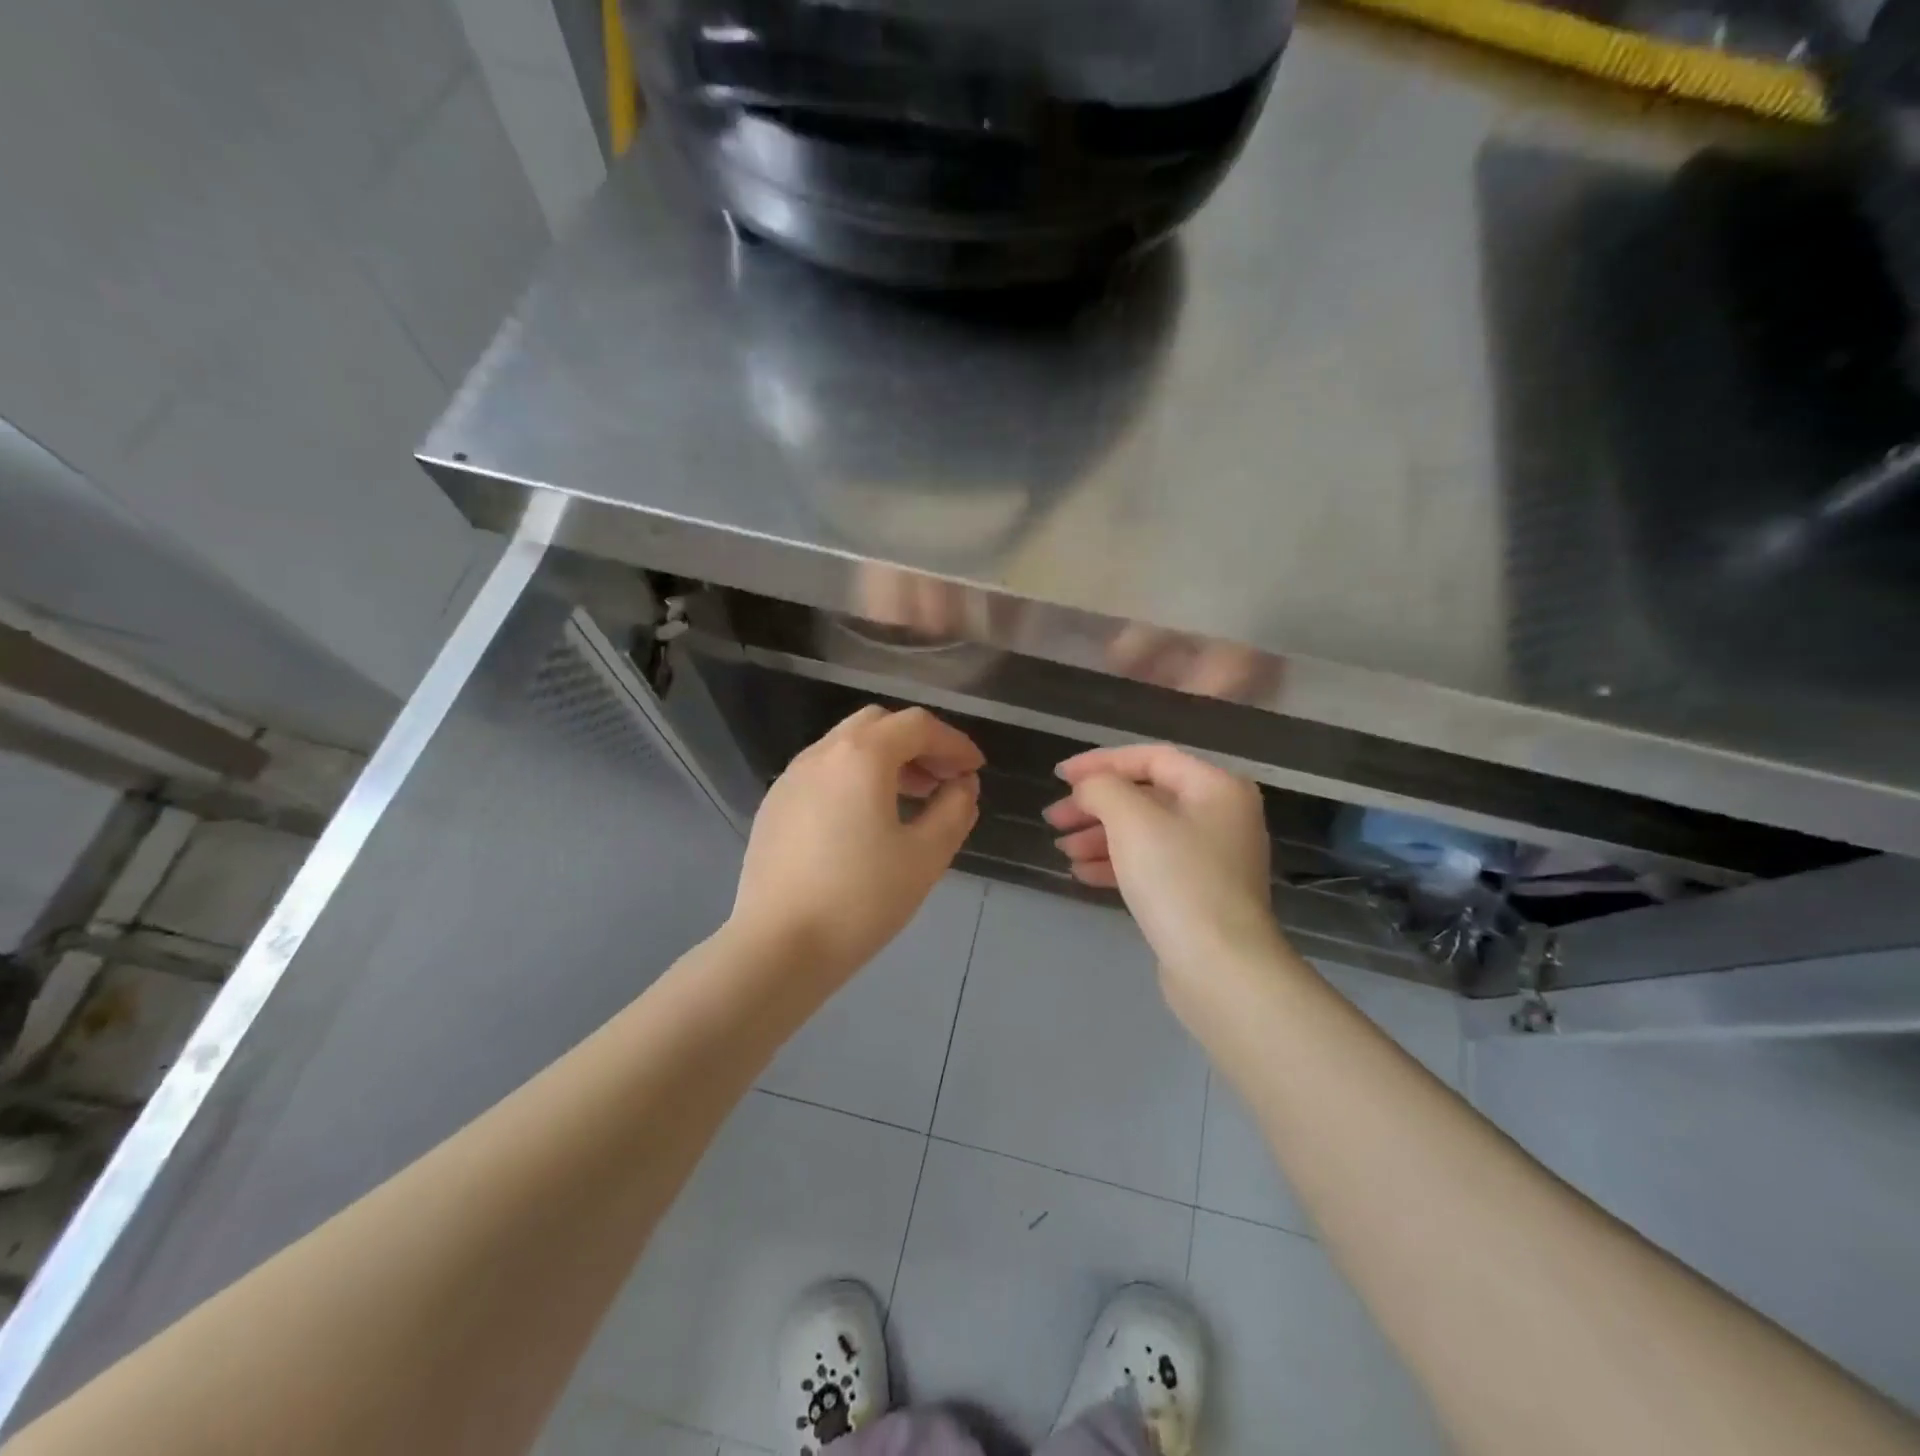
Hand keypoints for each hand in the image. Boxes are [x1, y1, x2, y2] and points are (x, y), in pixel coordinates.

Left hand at [732, 706, 982, 983]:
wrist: (778, 947)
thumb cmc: (861, 899)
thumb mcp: (925, 856)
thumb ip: (954, 810)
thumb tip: (962, 785)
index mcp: (861, 756)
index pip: (917, 726)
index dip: (954, 743)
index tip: (975, 770)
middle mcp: (821, 754)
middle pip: (878, 724)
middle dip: (917, 744)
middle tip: (942, 780)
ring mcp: (790, 778)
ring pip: (846, 747)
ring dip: (885, 760)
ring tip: (911, 799)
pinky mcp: (774, 806)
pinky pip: (823, 773)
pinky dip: (854, 778)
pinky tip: (865, 820)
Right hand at [1044, 745, 1282, 984]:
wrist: (1220, 968)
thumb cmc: (1178, 879)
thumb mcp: (1132, 820)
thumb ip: (1102, 788)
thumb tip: (1089, 788)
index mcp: (1216, 787)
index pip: (1151, 757)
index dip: (1100, 762)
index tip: (1059, 777)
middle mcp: (1220, 816)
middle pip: (1146, 796)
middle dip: (1095, 806)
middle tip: (1054, 820)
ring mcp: (1212, 858)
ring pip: (1145, 833)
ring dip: (1100, 836)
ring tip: (1063, 850)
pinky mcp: (1199, 894)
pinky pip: (1152, 865)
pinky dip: (1117, 864)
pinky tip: (1082, 874)